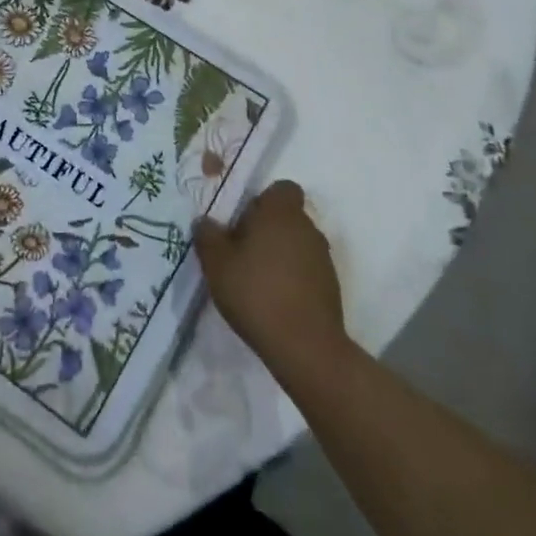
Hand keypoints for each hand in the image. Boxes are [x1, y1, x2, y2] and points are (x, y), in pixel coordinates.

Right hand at [196, 181, 348, 378]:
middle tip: (240, 254)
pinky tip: (273, 301)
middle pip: (286, 217)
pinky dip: (292, 278)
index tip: (243, 222)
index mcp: (281, 213)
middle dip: (266, 230)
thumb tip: (204, 221)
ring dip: (278, 255)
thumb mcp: (217, 264)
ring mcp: (323, 258)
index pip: (282, 189)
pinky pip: (306, 270)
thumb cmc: (256, 293)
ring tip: (255, 282)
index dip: (262, 201)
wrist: (305, 346)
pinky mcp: (331, 286)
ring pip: (296, 244)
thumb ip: (207, 237)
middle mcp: (307, 227)